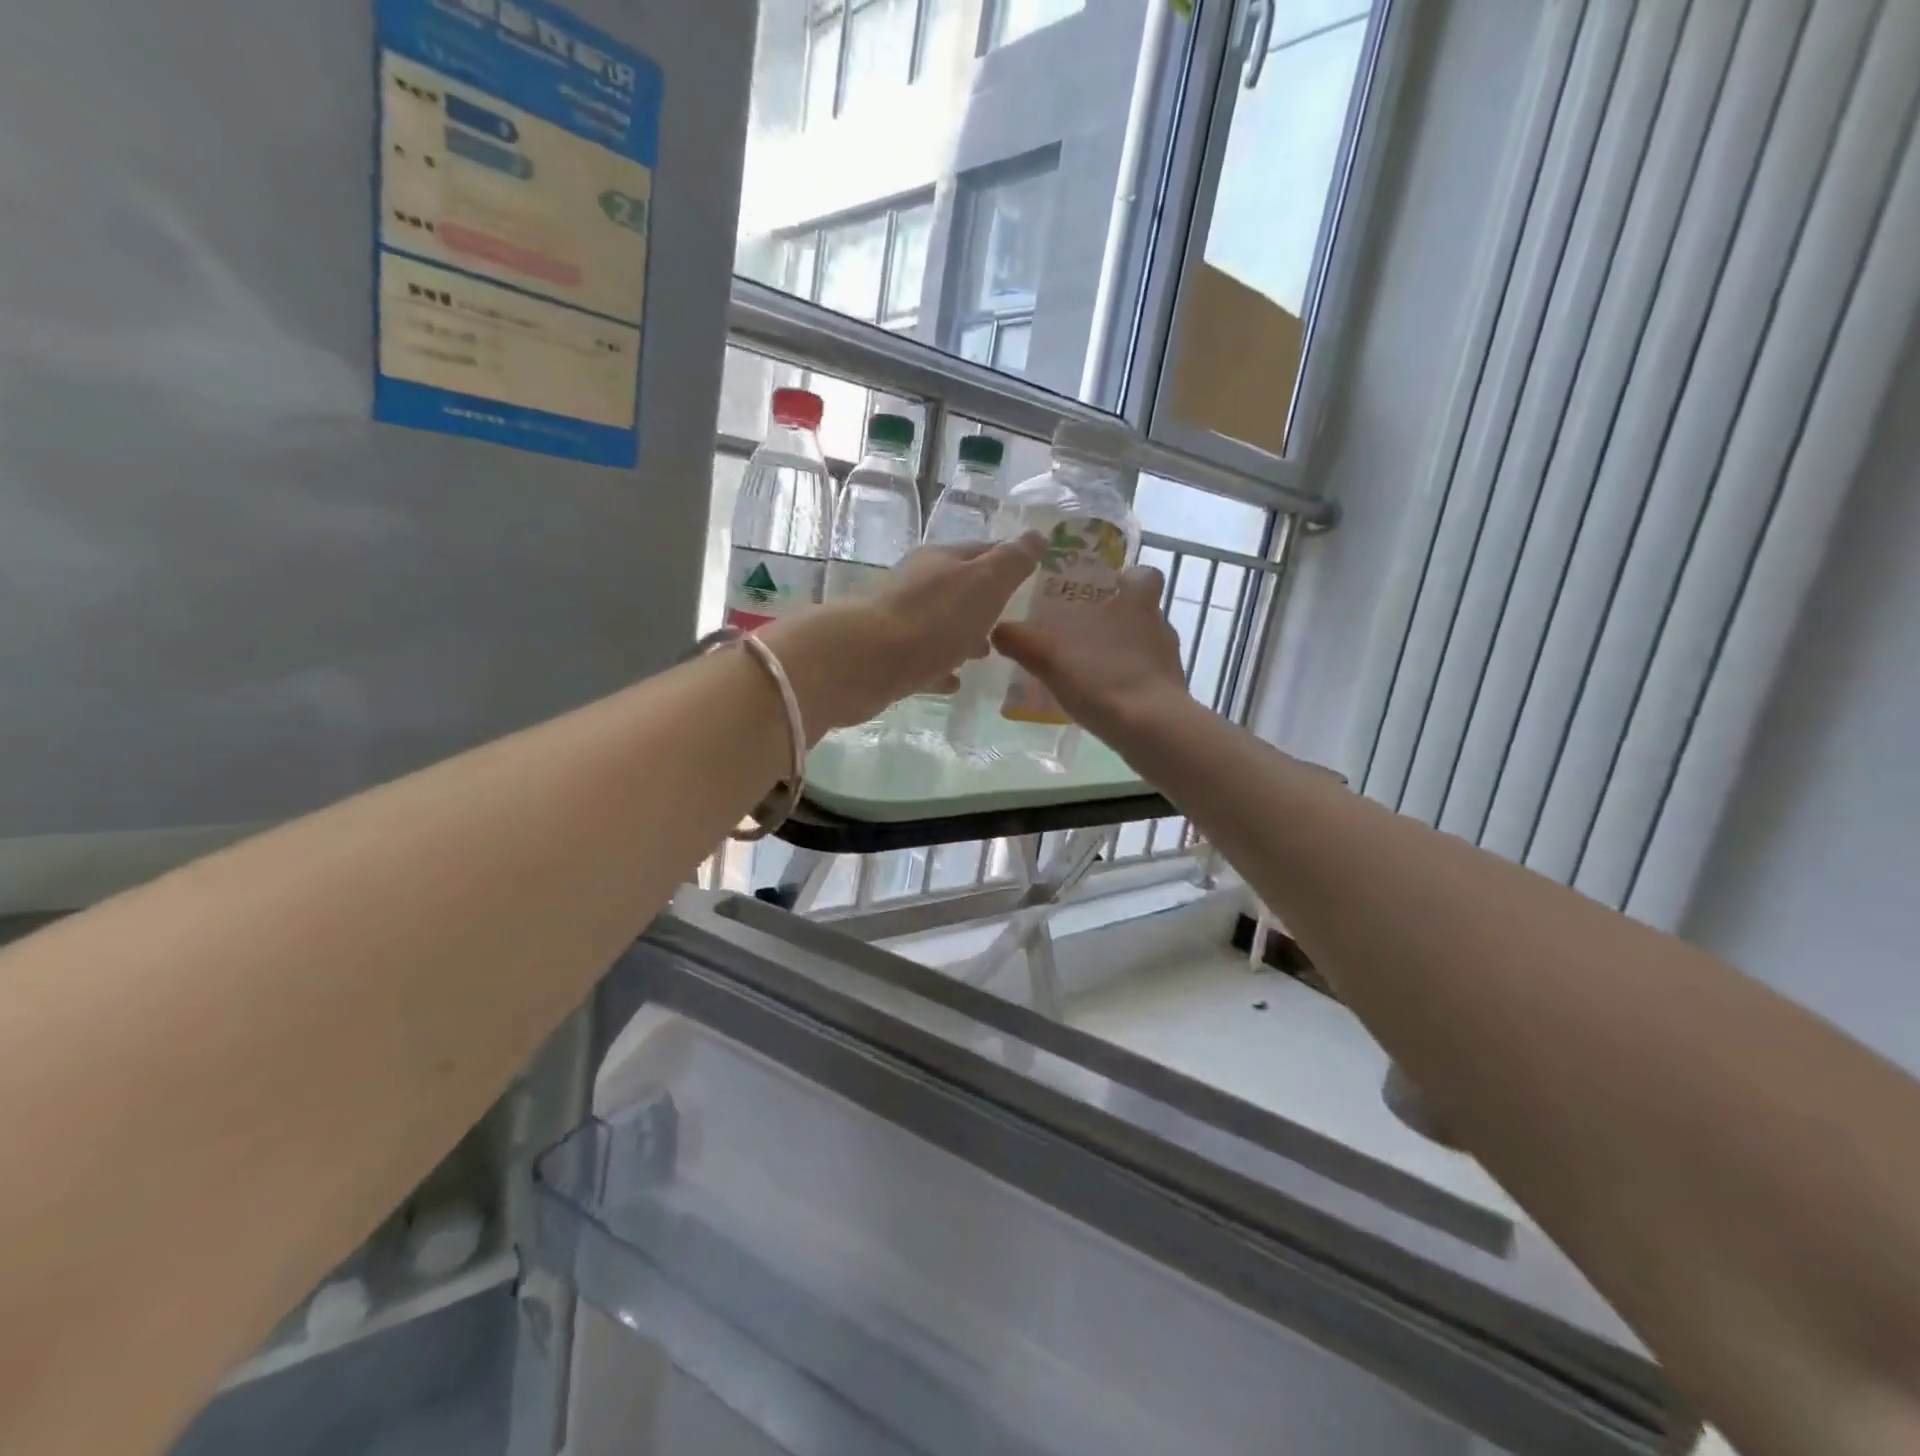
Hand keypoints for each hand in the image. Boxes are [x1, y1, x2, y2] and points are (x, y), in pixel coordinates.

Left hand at [761, 535, 1044, 733]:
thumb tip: (1037, 535)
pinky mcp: (887, 657)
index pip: (983, 550)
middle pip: (960, 589)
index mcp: (942, 561)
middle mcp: (918, 584)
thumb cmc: (932, 619)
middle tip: (1012, 621)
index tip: (1033, 575)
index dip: (1009, 560)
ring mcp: (900, 621)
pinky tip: (954, 681)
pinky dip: (941, 666)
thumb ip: (1012, 562)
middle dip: (986, 603)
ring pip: (940, 625)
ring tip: (987, 654)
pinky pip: (923, 660)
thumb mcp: (984, 584)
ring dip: (963, 635)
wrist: (864, 662)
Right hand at [991, 563, 1191, 748]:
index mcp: (1137, 603)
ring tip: (1088, 668)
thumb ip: (1022, 641)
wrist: (1152, 729)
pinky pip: (1146, 677)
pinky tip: (1102, 697)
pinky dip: (1127, 682)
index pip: (1144, 575)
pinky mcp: (1170, 692)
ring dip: (1121, 653)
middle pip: (1141, 612)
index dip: (1128, 578)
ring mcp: (1169, 660)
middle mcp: (1159, 625)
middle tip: (1081, 631)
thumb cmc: (1105, 679)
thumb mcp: (1051, 658)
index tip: (1106, 589)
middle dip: (1115, 619)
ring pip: (1144, 645)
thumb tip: (997, 630)